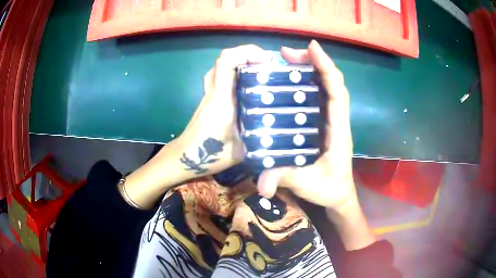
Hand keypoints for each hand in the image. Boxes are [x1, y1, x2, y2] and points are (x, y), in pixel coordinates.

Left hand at [123, 45, 270, 208]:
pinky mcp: (209, 97)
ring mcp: (209, 93)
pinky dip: (234, 69)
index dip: (246, 53)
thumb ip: (260, 138)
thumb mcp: (242, 151)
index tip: (267, 60)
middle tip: (267, 64)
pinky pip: (220, 74)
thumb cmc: (209, 156)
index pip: (226, 63)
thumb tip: (278, 129)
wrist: (184, 157)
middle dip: (248, 53)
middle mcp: (214, 92)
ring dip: (240, 60)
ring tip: (259, 69)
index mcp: (222, 101)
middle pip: (224, 58)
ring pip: (221, 65)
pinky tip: (247, 81)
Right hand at [256, 40, 374, 249]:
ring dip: (309, 69)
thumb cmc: (329, 188)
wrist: (338, 196)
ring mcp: (329, 120)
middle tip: (285, 54)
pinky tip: (289, 81)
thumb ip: (285, 180)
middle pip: (331, 82)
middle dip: (312, 63)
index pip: (337, 92)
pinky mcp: (321, 124)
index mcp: (338, 130)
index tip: (311, 47)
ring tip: (285, 61)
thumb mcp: (308, 185)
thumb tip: (261, 184)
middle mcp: (336, 120)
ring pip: (325, 87)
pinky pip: (317, 97)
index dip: (327, 68)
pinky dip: (306, 83)